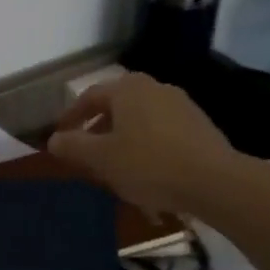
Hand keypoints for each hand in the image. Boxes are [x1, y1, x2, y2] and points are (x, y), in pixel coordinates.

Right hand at [47, 73, 244, 217]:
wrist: (216, 182)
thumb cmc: (149, 164)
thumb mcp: (101, 158)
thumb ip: (73, 146)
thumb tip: (54, 139)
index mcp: (127, 88)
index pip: (89, 97)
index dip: (71, 118)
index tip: (61, 137)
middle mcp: (154, 87)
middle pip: (116, 107)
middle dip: (98, 129)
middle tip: (87, 153)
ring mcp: (181, 105)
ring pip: (140, 120)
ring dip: (123, 139)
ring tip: (115, 166)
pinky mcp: (200, 125)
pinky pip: (162, 132)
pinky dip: (147, 146)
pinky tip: (147, 171)